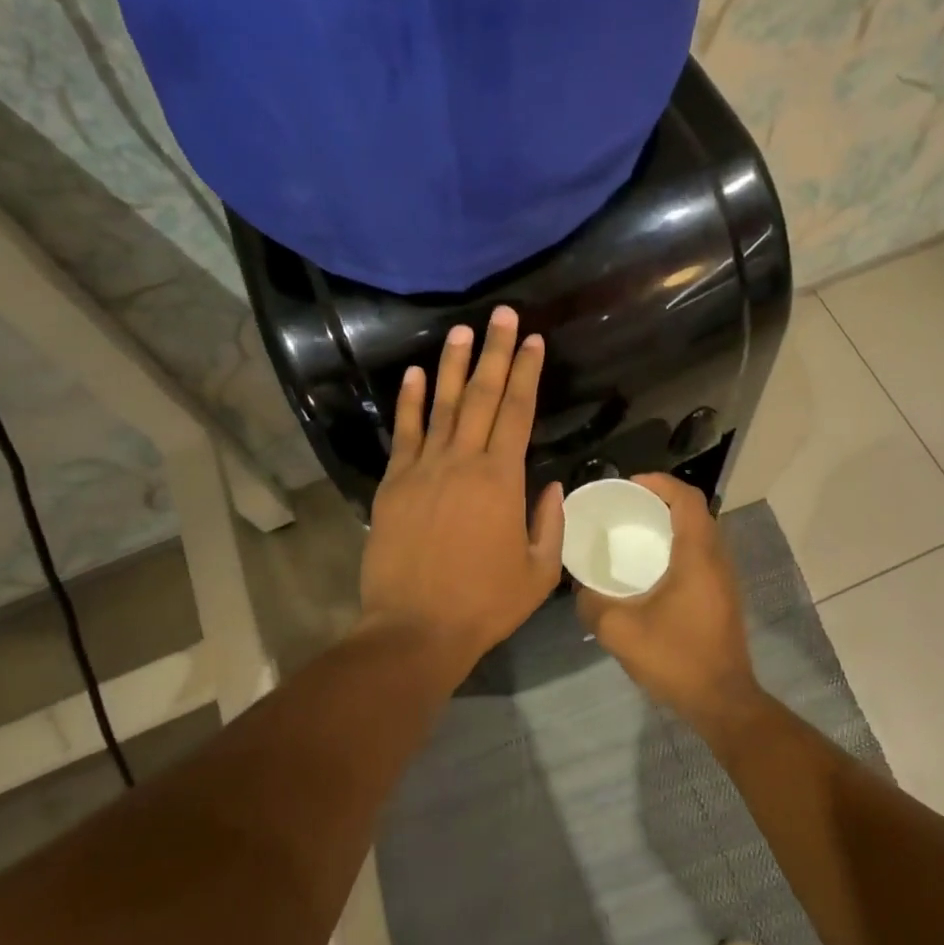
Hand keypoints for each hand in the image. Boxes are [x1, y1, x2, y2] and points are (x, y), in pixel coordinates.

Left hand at [359, 306, 564, 670]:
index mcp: (501, 480)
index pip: (518, 412)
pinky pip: (404, 433)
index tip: (534, 341)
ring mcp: (423, 469)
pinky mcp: (393, 483)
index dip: (527, 373)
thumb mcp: (538, 571)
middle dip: (496, 352)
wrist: (415, 629)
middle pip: (483, 396)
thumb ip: (549, 522)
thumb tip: (550, 484)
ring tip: (462, 331)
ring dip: (455, 366)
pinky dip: (410, 402)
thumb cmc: (483, 604)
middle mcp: (462, 462)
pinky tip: (414, 375)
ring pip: (443, 405)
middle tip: (503, 315)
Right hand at [575, 474, 762, 736]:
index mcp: (698, 555)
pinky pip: (702, 555)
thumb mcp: (620, 632)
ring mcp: (724, 579)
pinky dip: (678, 547)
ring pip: (700, 534)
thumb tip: (581, 588)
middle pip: (695, 511)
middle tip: (626, 508)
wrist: (723, 702)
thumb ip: (593, 604)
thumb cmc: (677, 659)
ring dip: (671, 525)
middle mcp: (717, 559)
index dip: (659, 483)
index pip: (687, 498)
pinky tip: (652, 570)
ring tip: (635, 533)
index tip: (629, 485)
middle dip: (661, 501)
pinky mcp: (723, 597)